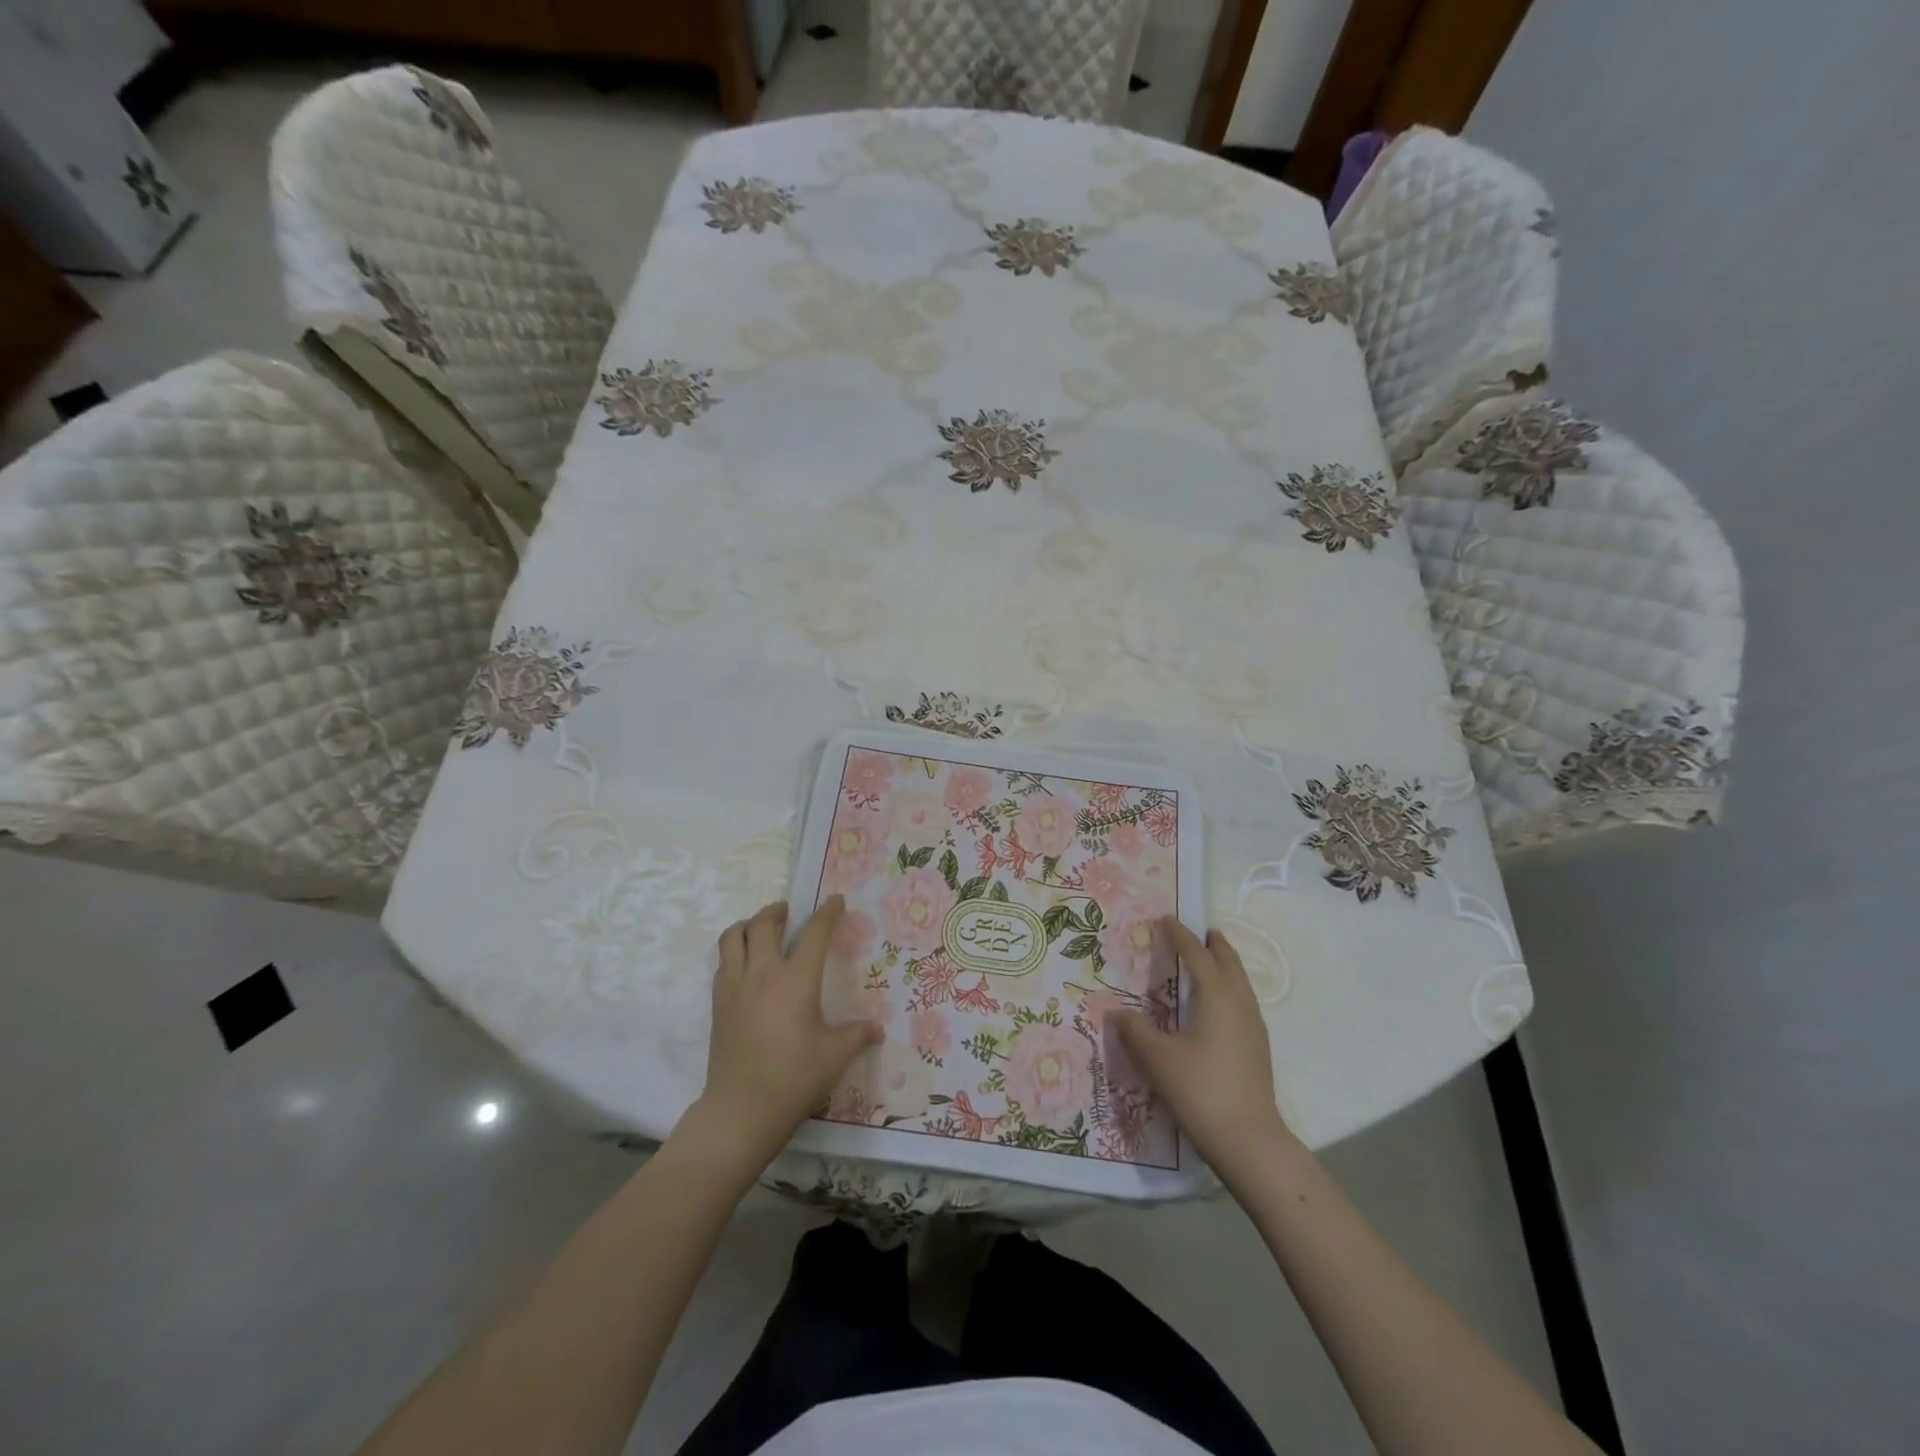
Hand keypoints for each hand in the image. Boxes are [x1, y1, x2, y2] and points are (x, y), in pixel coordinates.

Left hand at [688, 897, 882, 1172]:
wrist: (742, 1109)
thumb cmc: (794, 1077)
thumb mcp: (834, 1055)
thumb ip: (858, 1036)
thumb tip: (877, 1029)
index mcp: (797, 979)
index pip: (814, 933)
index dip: (827, 913)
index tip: (835, 901)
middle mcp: (763, 973)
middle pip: (764, 923)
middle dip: (777, 910)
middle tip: (789, 911)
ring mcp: (735, 986)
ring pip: (734, 937)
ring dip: (749, 925)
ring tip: (761, 929)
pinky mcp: (718, 1004)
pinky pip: (723, 962)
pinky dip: (735, 951)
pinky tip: (746, 964)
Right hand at [1116, 918, 1296, 1174]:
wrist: (1248, 1139)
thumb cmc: (1199, 1088)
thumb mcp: (1157, 1057)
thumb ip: (1135, 1030)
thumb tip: (1115, 1012)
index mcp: (1216, 995)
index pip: (1197, 955)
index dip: (1181, 935)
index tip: (1167, 919)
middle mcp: (1239, 1003)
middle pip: (1229, 963)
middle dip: (1215, 945)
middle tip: (1202, 932)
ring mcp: (1254, 1026)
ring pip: (1241, 983)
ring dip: (1227, 966)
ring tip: (1212, 961)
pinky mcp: (1258, 1047)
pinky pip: (1244, 1001)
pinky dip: (1231, 988)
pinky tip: (1220, 1006)